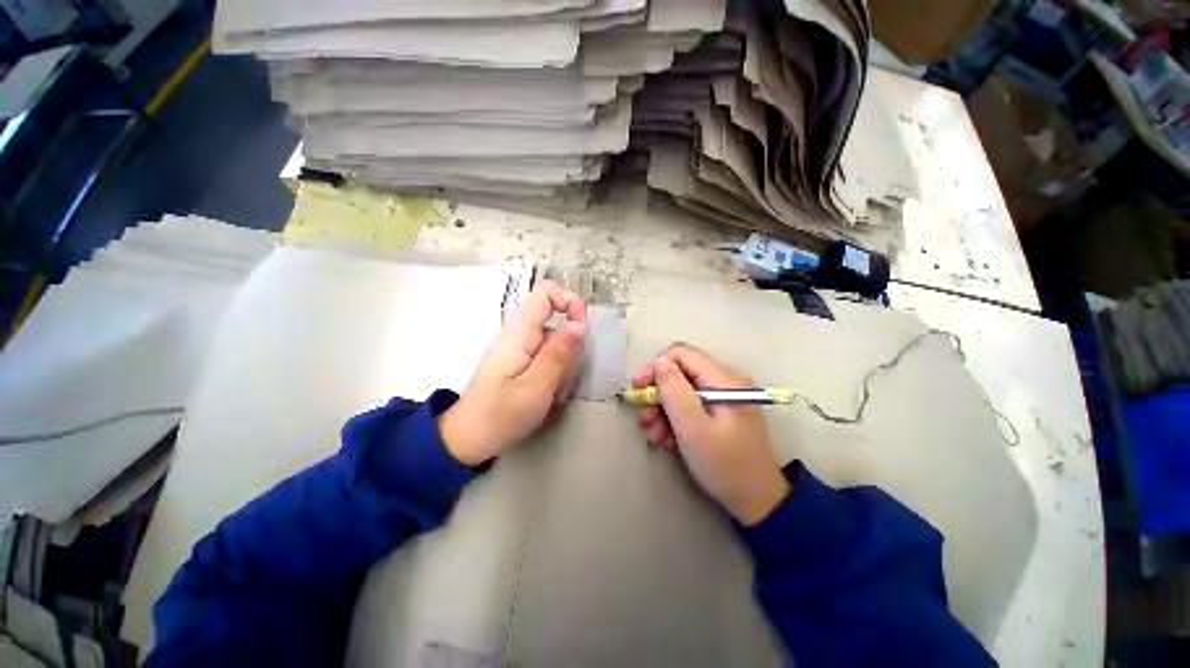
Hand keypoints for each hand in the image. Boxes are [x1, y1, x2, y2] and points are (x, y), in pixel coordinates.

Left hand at [438, 281, 587, 465]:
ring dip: (563, 352)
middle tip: (571, 365)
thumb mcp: (537, 385)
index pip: (544, 293)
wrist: (469, 437)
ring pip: (550, 333)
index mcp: (519, 333)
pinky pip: (544, 348)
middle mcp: (516, 332)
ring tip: (560, 382)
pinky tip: (551, 385)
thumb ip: (559, 353)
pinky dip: (555, 362)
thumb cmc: (502, 413)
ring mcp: (516, 345)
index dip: (569, 301)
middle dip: (569, 334)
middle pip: (550, 313)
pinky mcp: (517, 358)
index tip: (582, 328)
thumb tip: (580, 323)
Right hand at [633, 344, 790, 525]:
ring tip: (654, 436)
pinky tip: (668, 440)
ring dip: (664, 411)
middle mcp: (725, 381)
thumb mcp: (693, 427)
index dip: (655, 367)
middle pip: (680, 373)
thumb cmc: (724, 464)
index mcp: (723, 379)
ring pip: (682, 391)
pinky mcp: (720, 412)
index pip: (681, 354)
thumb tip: (659, 361)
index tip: (638, 390)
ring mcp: (723, 397)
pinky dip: (676, 420)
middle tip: (644, 420)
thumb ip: (674, 390)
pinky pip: (691, 406)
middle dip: (658, 395)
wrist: (757, 500)